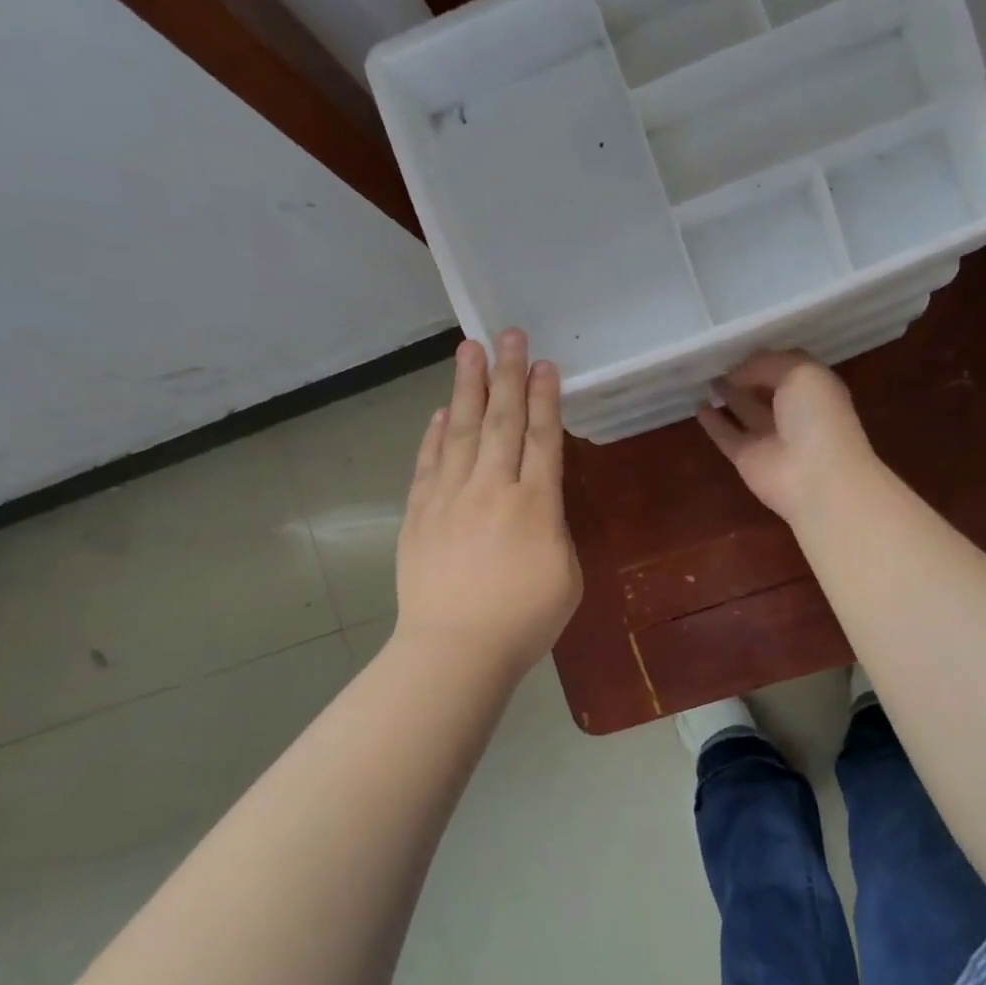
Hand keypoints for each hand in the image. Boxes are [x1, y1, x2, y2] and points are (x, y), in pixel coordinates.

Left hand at [395, 330, 581, 677]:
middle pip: (503, 421)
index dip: (545, 398)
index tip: (544, 364)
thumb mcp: (566, 576)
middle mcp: (492, 489)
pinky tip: (444, 411)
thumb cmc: (523, 622)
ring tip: (471, 350)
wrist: (455, 651)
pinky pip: (430, 463)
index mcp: (536, 505)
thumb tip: (536, 508)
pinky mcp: (420, 514)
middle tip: (509, 333)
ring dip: (469, 388)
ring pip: (463, 431)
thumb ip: (554, 531)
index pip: (542, 438)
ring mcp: (450, 498)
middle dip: (508, 374)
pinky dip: (436, 434)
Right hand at [696, 351, 877, 523]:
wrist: (816, 478)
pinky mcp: (747, 458)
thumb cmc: (816, 417)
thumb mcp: (800, 373)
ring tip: (705, 381)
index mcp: (814, 388)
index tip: (741, 349)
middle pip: (765, 389)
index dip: (765, 358)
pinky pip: (727, 435)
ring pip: (745, 410)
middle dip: (745, 375)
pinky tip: (698, 407)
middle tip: (717, 362)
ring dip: (728, 396)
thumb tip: (735, 374)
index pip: (786, 366)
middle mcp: (793, 411)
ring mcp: (769, 437)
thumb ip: (766, 364)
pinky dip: (713, 422)